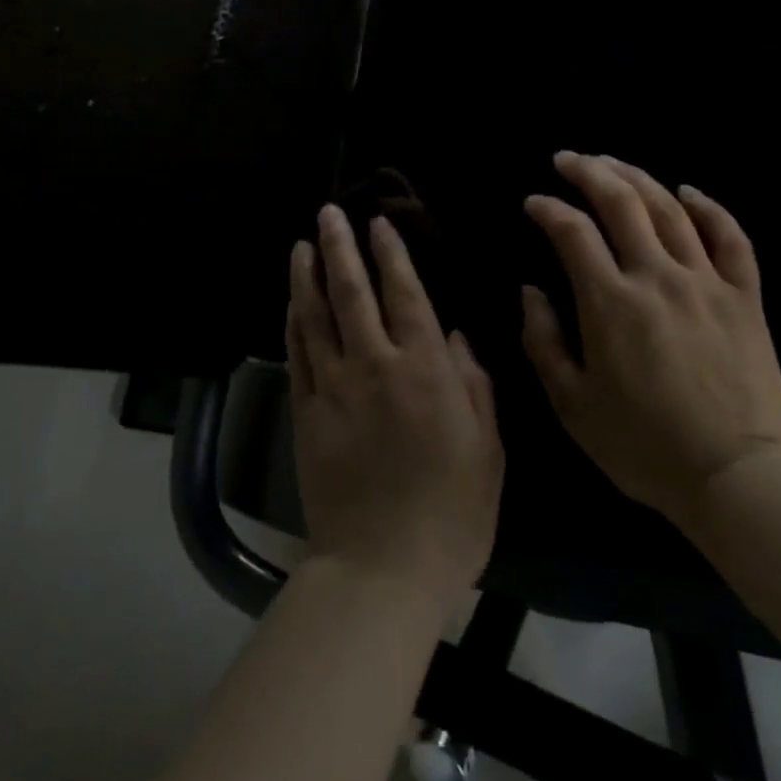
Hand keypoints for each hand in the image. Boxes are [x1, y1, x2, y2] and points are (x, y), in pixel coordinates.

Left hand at [286, 205, 503, 614]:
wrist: (382, 568)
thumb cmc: (452, 511)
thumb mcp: (488, 447)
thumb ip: (475, 383)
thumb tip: (455, 334)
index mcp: (424, 368)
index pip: (404, 293)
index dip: (391, 253)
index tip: (379, 223)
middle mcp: (374, 364)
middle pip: (352, 291)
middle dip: (341, 246)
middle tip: (329, 212)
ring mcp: (332, 386)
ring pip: (315, 315)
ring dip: (307, 274)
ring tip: (302, 243)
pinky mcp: (305, 411)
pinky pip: (296, 353)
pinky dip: (294, 321)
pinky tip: (292, 300)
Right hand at [521, 152, 780, 520]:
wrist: (738, 479)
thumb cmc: (644, 447)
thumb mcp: (572, 406)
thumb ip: (543, 342)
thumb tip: (530, 291)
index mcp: (610, 302)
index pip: (572, 232)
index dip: (547, 209)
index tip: (533, 203)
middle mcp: (656, 276)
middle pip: (621, 202)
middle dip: (589, 172)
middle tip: (568, 158)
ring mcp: (705, 282)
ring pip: (670, 209)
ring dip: (637, 177)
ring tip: (613, 163)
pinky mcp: (745, 297)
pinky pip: (731, 238)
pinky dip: (710, 207)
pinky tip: (689, 191)